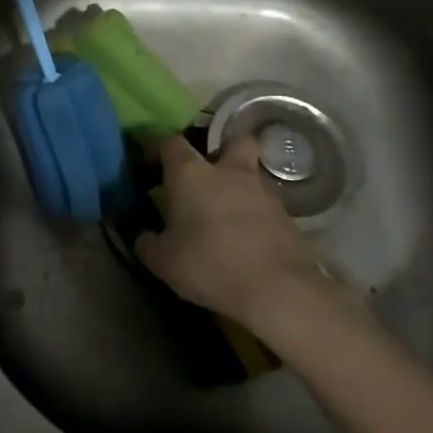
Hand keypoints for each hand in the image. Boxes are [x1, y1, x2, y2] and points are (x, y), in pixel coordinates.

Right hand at [135, 134, 322, 326]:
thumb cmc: (209, 264)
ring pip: (251, 173)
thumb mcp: (162, 260)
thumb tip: (144, 236)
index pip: (170, 143)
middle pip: (232, 141)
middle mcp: (228, 172)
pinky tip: (246, 236)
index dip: (158, 151)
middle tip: (206, 175)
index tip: (150, 169)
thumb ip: (148, 243)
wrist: (279, 291)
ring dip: (239, 186)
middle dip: (221, 151)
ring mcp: (263, 192)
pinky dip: (255, 213)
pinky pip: (266, 204)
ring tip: (225, 213)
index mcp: (190, 174)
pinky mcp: (288, 217)